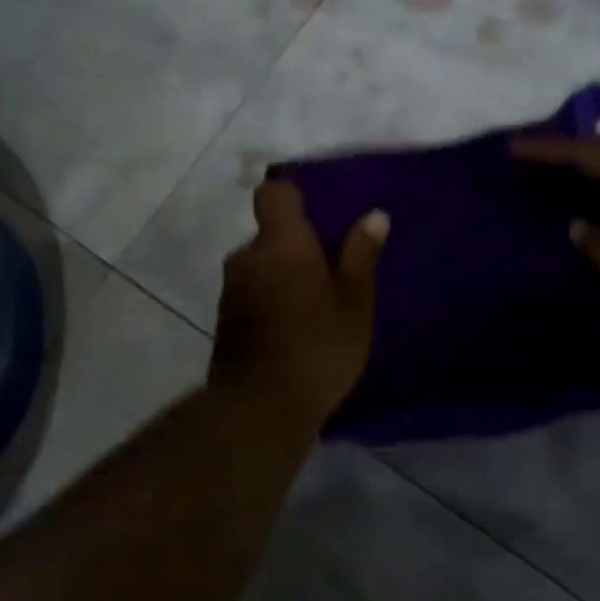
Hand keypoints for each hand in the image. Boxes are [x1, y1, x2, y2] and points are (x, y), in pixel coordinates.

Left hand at [210, 181, 388, 431]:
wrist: (260, 407)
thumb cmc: (318, 347)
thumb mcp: (354, 303)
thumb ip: (361, 256)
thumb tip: (375, 215)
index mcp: (282, 243)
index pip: (274, 194)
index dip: (293, 196)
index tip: (317, 215)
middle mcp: (247, 257)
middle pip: (270, 235)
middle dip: (296, 247)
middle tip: (331, 273)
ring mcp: (231, 289)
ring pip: (260, 266)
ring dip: (282, 276)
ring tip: (315, 306)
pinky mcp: (224, 319)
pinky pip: (251, 293)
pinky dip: (270, 300)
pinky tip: (294, 329)